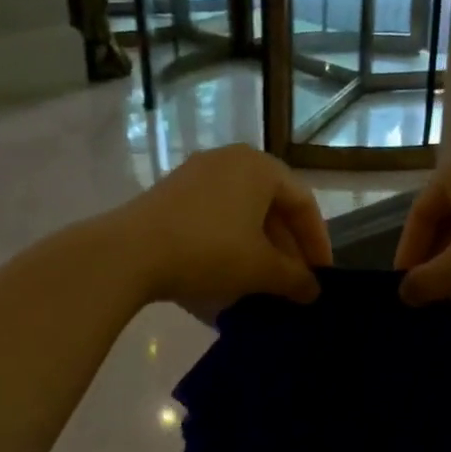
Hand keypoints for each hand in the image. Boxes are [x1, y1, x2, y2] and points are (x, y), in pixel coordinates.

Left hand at [115, 146, 330, 312]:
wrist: (129, 253)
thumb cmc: (209, 252)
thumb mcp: (260, 270)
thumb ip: (295, 279)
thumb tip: (313, 290)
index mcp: (259, 167)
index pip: (303, 203)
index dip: (317, 242)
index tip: (321, 276)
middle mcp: (229, 160)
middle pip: (271, 206)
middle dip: (286, 248)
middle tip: (293, 283)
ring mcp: (195, 175)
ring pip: (241, 213)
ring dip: (258, 248)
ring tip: (263, 284)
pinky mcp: (169, 195)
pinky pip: (213, 217)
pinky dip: (229, 244)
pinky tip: (227, 275)